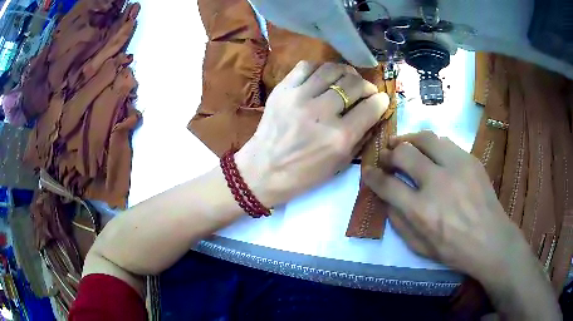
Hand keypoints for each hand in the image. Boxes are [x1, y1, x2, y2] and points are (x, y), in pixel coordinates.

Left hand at [236, 61, 388, 206]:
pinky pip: (307, 66)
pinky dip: (320, 69)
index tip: (381, 99)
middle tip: (365, 91)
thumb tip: (374, 112)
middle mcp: (322, 113)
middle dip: (366, 86)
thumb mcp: (340, 164)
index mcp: (339, 137)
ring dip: (346, 73)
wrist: (263, 170)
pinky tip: (323, 77)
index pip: (371, 107)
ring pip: (332, 69)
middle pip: (354, 84)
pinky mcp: (282, 89)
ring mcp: (299, 97)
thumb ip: (360, 136)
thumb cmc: (304, 174)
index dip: (381, 100)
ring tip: (347, 80)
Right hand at [362, 131, 529, 284]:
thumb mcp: (419, 247)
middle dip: (388, 154)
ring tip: (403, 144)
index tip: (367, 171)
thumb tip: (386, 199)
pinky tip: (429, 152)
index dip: (372, 176)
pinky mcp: (470, 160)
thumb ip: (398, 223)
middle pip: (403, 154)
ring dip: (408, 140)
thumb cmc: (454, 250)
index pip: (387, 184)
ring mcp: (456, 167)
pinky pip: (445, 142)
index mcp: (422, 211)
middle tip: (386, 157)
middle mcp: (437, 183)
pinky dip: (431, 144)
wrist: (490, 240)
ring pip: (424, 138)